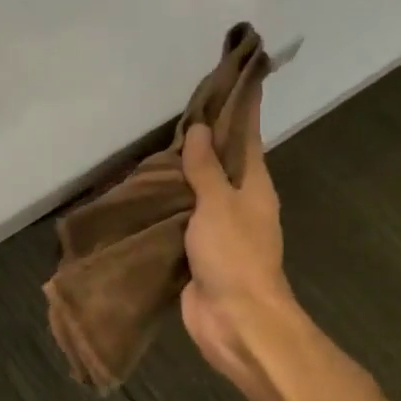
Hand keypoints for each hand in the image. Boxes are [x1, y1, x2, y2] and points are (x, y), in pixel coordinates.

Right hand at [179, 90, 296, 400]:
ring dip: (181, 173)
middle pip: (220, 162)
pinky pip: (181, 220)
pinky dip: (167, 205)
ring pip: (198, 191)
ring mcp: (219, 229)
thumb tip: (199, 128)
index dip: (239, 108)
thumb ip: (206, 167)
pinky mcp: (198, 252)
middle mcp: (240, 202)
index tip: (231, 78)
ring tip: (155, 144)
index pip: (247, 136)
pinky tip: (146, 192)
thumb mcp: (219, 203)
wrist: (236, 321)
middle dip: (202, 138)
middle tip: (176, 108)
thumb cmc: (234, 255)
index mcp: (255, 185)